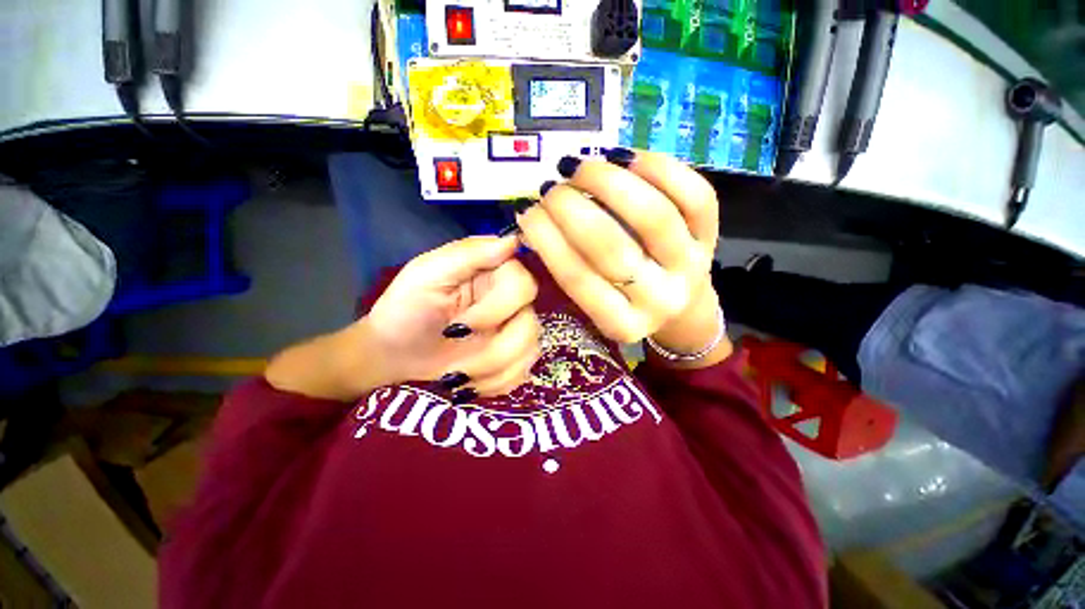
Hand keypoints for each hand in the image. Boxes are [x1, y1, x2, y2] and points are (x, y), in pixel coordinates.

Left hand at [266, 236, 539, 400]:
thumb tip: (513, 241)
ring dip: (491, 370)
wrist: (393, 353)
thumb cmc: (405, 308)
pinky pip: (522, 374)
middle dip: (494, 349)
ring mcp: (514, 331)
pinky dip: (494, 384)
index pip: (523, 284)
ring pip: (529, 352)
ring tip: (457, 376)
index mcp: (494, 273)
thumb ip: (468, 254)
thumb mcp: (427, 274)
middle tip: (456, 358)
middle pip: (531, 323)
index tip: (459, 327)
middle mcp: (511, 302)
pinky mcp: (512, 359)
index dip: (498, 309)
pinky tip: (469, 383)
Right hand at [515, 149, 725, 359]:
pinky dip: (657, 168)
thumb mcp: (593, 305)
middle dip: (572, 208)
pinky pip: (694, 195)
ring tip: (581, 167)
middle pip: (612, 246)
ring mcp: (690, 266)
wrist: (682, 308)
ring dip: (608, 181)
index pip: (577, 277)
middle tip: (550, 187)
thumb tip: (534, 218)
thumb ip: (566, 268)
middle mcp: (659, 299)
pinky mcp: (712, 237)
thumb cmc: (626, 305)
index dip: (547, 239)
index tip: (526, 211)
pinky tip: (624, 158)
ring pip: (653, 215)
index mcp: (621, 323)